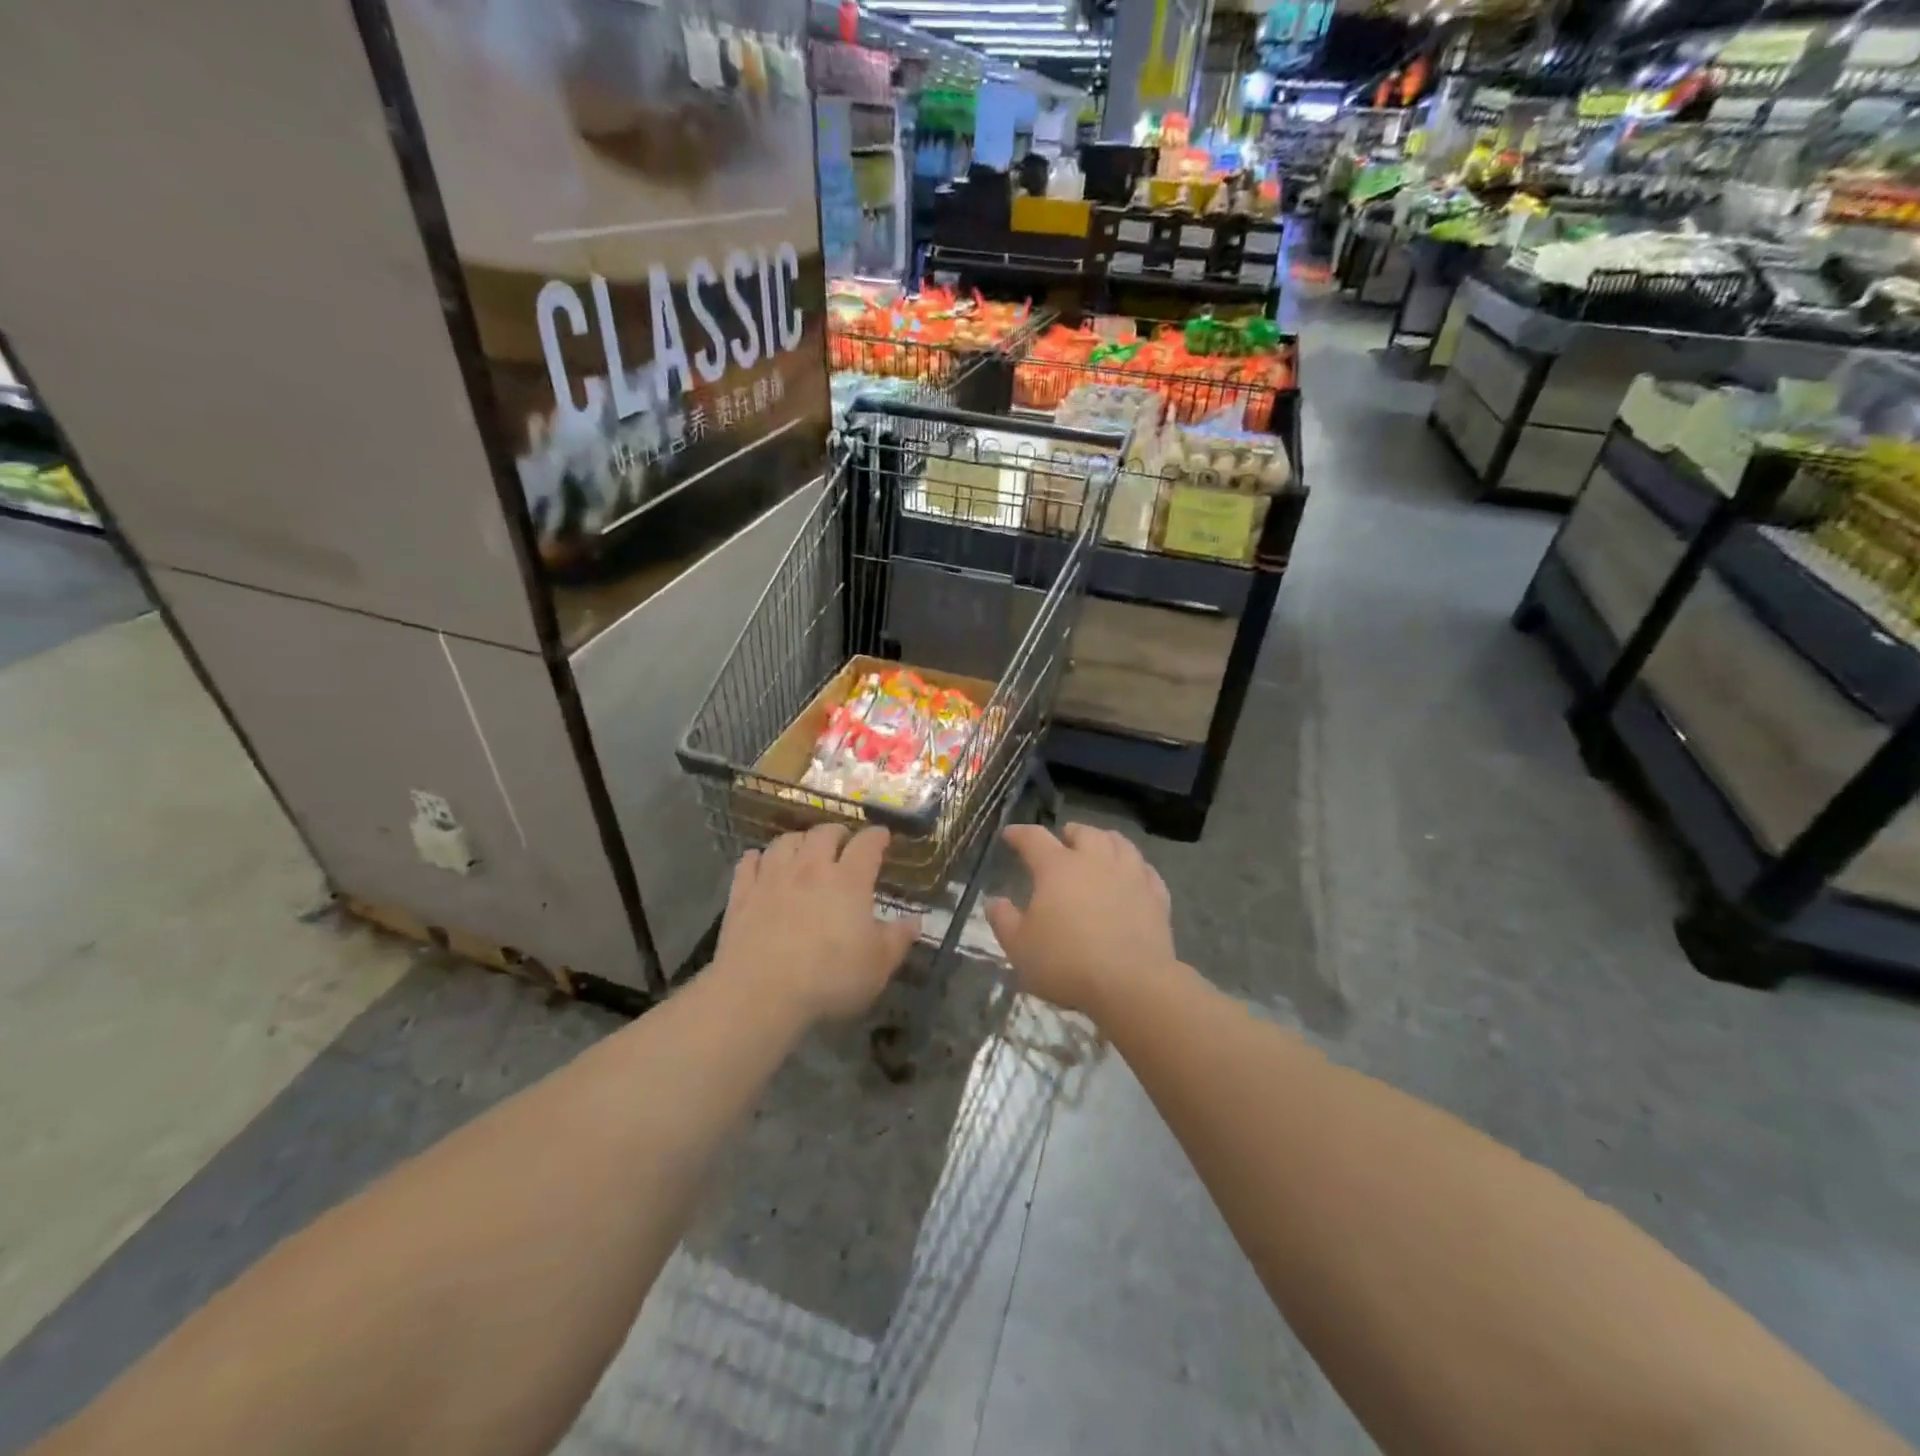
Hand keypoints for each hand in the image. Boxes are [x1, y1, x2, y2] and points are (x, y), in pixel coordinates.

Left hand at [715, 824, 920, 1025]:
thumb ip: (898, 939)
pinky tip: (759, 862)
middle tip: (843, 843)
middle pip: (824, 833)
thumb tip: (915, 921)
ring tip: (804, 850)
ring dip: (799, 840)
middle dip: (837, 833)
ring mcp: (772, 878)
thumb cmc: (829, 978)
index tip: (883, 836)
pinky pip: (748, 863)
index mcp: (849, 881)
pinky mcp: (741, 895)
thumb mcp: (878, 966)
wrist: (760, 992)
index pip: (867, 844)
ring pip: (785, 841)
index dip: (877, 836)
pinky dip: (757, 858)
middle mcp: (811, 868)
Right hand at [985, 823, 1175, 1018]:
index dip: (1020, 834)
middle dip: (1070, 833)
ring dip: (1105, 840)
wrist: (1131, 984)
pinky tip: (1134, 874)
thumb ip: (1004, 920)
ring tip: (1099, 846)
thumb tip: (994, 901)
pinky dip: (1135, 866)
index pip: (1034, 838)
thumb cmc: (1067, 963)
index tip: (1010, 834)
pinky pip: (1146, 870)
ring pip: (1119, 843)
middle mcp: (1095, 861)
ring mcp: (1130, 876)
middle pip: (1084, 833)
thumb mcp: (1020, 947)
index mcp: (1057, 868)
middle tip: (1063, 839)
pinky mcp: (1156, 896)